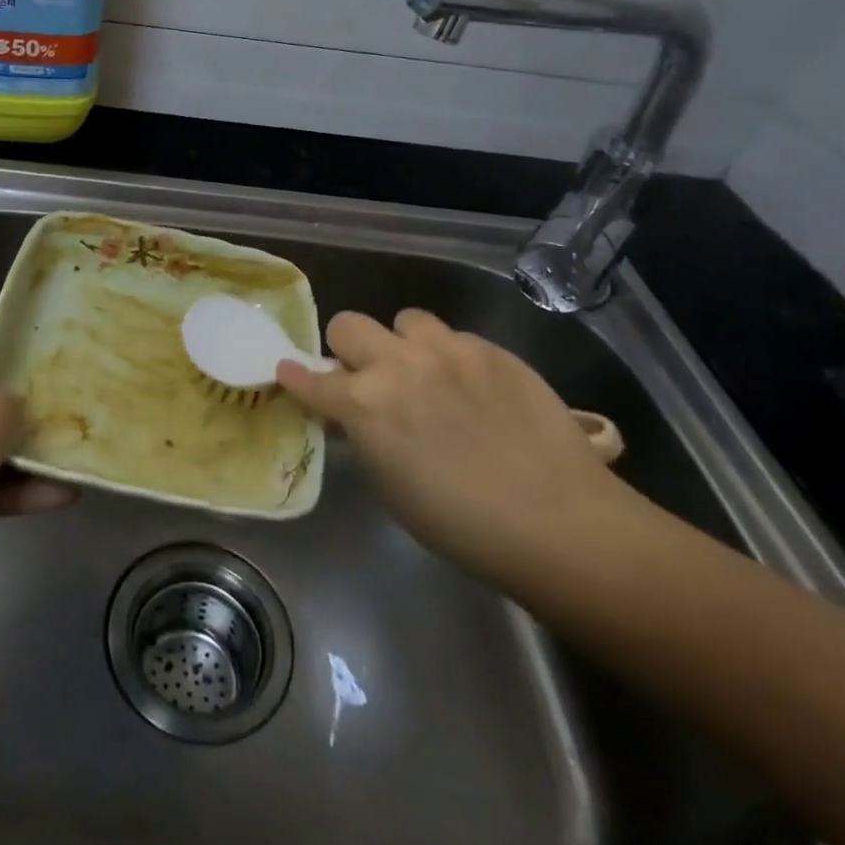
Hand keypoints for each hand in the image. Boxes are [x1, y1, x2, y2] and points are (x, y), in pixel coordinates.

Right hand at [277, 310, 631, 581]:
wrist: (555, 518)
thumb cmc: (461, 524)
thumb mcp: (391, 486)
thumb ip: (366, 435)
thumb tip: (358, 414)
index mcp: (364, 404)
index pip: (311, 379)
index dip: (296, 377)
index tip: (288, 372)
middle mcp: (398, 364)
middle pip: (349, 324)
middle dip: (349, 349)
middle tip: (368, 377)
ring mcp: (447, 349)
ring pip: (405, 319)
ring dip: (405, 344)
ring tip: (427, 373)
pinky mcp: (489, 348)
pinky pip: (455, 337)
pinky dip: (451, 357)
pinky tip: (474, 388)